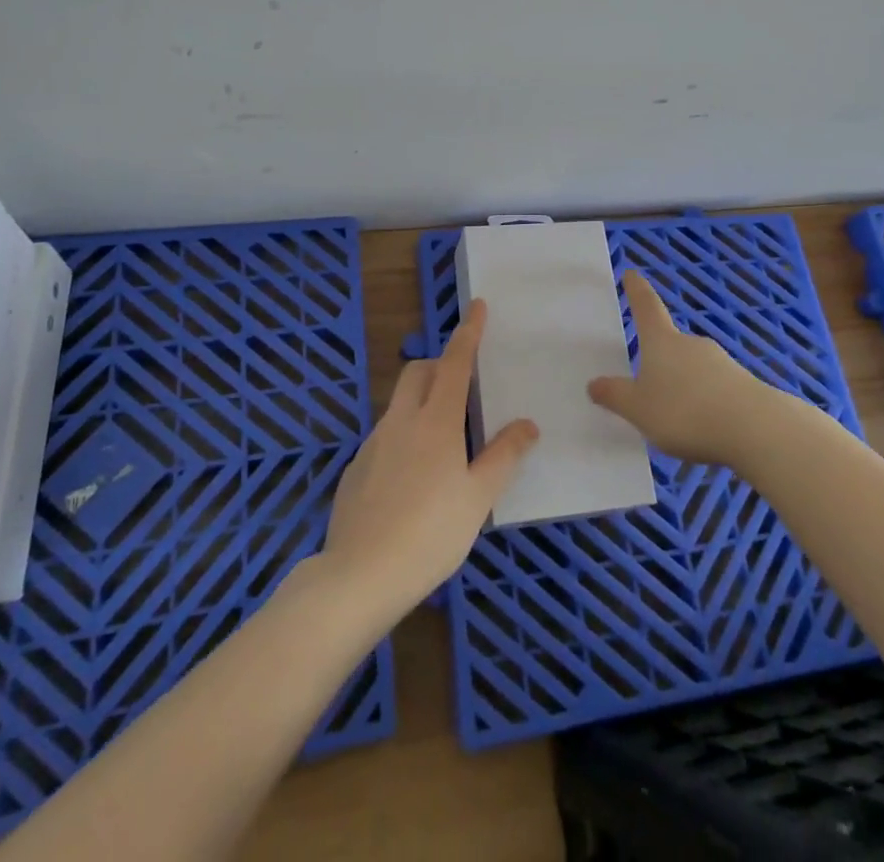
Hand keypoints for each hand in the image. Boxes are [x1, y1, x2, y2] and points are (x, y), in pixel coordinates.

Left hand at [321, 300, 537, 617]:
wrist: (358, 576)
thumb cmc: (430, 533)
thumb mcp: (478, 497)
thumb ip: (503, 456)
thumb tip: (527, 424)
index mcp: (436, 421)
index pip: (455, 363)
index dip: (468, 333)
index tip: (477, 306)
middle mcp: (401, 421)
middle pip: (419, 373)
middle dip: (441, 365)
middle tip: (464, 389)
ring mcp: (373, 444)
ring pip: (400, 404)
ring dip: (423, 402)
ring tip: (445, 443)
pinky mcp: (356, 468)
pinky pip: (386, 435)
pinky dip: (405, 436)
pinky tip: (414, 479)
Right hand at [588, 270, 775, 464]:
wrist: (755, 429)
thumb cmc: (685, 412)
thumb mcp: (639, 410)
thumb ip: (616, 397)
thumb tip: (594, 383)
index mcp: (662, 342)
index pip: (646, 308)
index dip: (637, 290)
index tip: (631, 272)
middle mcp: (691, 344)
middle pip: (670, 343)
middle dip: (660, 358)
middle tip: (647, 383)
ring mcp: (721, 362)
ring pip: (694, 368)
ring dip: (683, 385)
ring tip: (674, 417)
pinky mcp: (743, 385)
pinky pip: (715, 390)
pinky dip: (705, 402)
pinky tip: (703, 427)